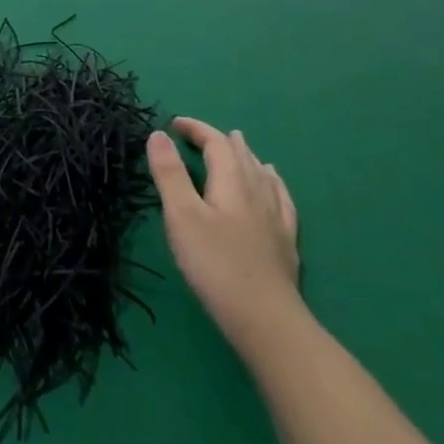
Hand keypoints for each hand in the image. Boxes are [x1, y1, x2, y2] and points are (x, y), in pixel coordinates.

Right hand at [148, 118, 301, 355]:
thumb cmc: (215, 263)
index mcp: (231, 182)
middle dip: (220, 140)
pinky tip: (275, 187)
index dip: (196, 129)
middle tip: (201, 134)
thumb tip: (158, 134)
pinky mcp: (286, 242)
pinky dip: (273, 184)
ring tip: (241, 146)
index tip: (174, 124)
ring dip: (247, 157)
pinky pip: (281, 200)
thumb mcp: (181, 215)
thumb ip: (169, 173)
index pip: (216, 144)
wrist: (265, 319)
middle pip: (241, 156)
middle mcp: (258, 193)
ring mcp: (276, 218)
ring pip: (263, 176)